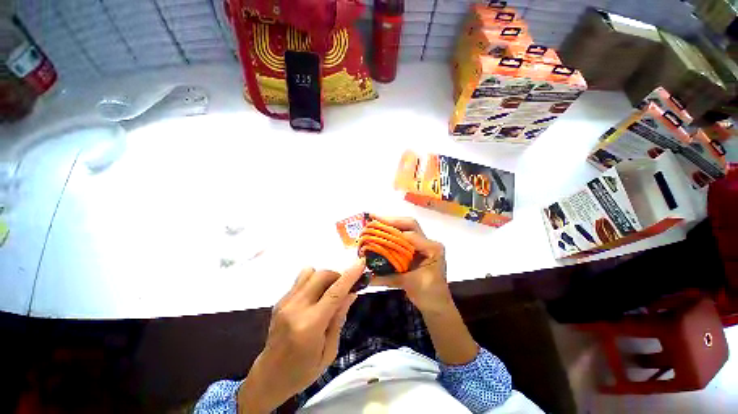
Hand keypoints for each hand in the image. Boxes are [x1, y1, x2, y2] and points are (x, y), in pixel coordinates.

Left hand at [238, 260, 364, 413]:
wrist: (269, 377)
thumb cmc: (303, 371)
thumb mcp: (329, 351)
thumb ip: (339, 318)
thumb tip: (351, 293)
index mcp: (310, 326)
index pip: (334, 293)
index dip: (350, 275)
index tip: (361, 263)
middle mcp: (296, 308)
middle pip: (321, 275)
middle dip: (337, 275)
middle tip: (344, 288)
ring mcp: (285, 303)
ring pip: (310, 272)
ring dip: (325, 277)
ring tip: (328, 292)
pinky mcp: (279, 301)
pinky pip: (301, 280)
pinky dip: (313, 282)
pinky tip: (314, 298)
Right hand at [369, 216, 452, 314]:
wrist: (437, 304)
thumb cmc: (429, 294)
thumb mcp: (409, 284)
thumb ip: (387, 277)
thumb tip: (366, 274)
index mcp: (432, 248)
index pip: (411, 235)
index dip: (393, 232)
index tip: (376, 229)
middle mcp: (428, 242)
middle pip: (410, 225)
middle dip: (391, 220)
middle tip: (374, 218)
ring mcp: (423, 245)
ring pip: (407, 228)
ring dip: (391, 224)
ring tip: (376, 221)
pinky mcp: (417, 249)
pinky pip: (404, 237)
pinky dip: (393, 233)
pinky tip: (382, 231)